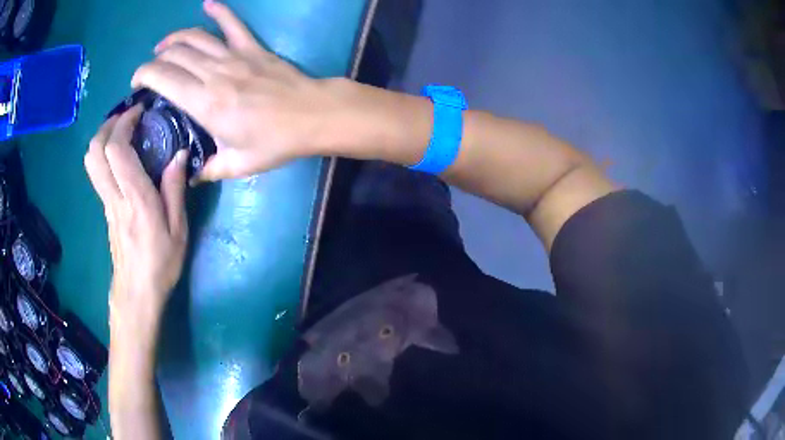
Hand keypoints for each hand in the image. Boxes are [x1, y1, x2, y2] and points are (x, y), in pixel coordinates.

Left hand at [84, 105, 188, 333]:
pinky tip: (121, 155)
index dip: (124, 123)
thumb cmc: (161, 264)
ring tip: (122, 130)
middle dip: (108, 125)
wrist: (137, 293)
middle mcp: (115, 197)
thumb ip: (175, 190)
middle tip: (127, 116)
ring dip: (103, 138)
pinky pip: (98, 173)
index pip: (117, 150)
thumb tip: (179, 155)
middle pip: (95, 151)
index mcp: (135, 199)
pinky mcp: (105, 209)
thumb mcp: (178, 230)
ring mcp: (106, 203)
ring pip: (91, 161)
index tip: (140, 111)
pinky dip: (105, 154)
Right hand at [131, 0, 347, 181]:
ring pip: (195, 37)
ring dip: (175, 38)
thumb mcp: (237, 165)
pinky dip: (219, 11)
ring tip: (163, 47)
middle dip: (154, 60)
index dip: (143, 75)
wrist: (312, 115)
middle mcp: (214, 73)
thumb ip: (208, 171)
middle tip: (150, 73)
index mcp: (205, 103)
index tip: (137, 85)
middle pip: (174, 55)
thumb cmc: (275, 142)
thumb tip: (189, 176)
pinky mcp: (252, 47)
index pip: (162, 78)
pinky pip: (232, 23)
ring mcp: (234, 56)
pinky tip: (208, 3)